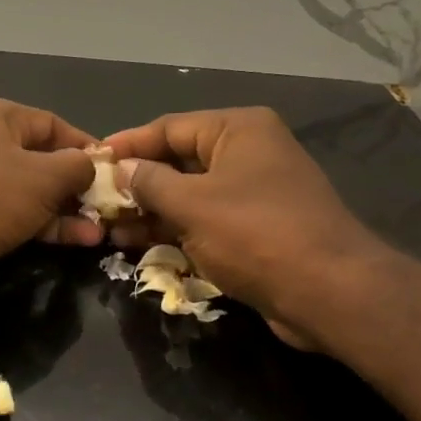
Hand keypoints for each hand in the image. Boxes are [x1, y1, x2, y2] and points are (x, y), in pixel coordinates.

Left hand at [0, 98, 102, 303]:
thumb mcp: (42, 176)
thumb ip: (76, 167)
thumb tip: (91, 165)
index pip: (54, 125)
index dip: (87, 147)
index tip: (116, 173)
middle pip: (44, 160)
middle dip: (78, 185)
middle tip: (110, 209)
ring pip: (32, 193)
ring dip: (66, 211)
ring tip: (101, 232)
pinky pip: (16, 216)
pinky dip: (44, 227)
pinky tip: (76, 242)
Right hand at [102, 107, 393, 348]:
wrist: (330, 292)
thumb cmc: (256, 234)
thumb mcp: (192, 204)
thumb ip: (149, 182)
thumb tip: (120, 169)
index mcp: (238, 130)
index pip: (169, 127)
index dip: (128, 144)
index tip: (91, 161)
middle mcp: (247, 152)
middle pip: (178, 160)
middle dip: (136, 182)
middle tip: (96, 201)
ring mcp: (253, 191)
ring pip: (189, 194)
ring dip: (150, 210)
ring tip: (109, 228)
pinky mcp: (255, 227)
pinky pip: (204, 219)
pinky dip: (174, 229)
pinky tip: (138, 244)